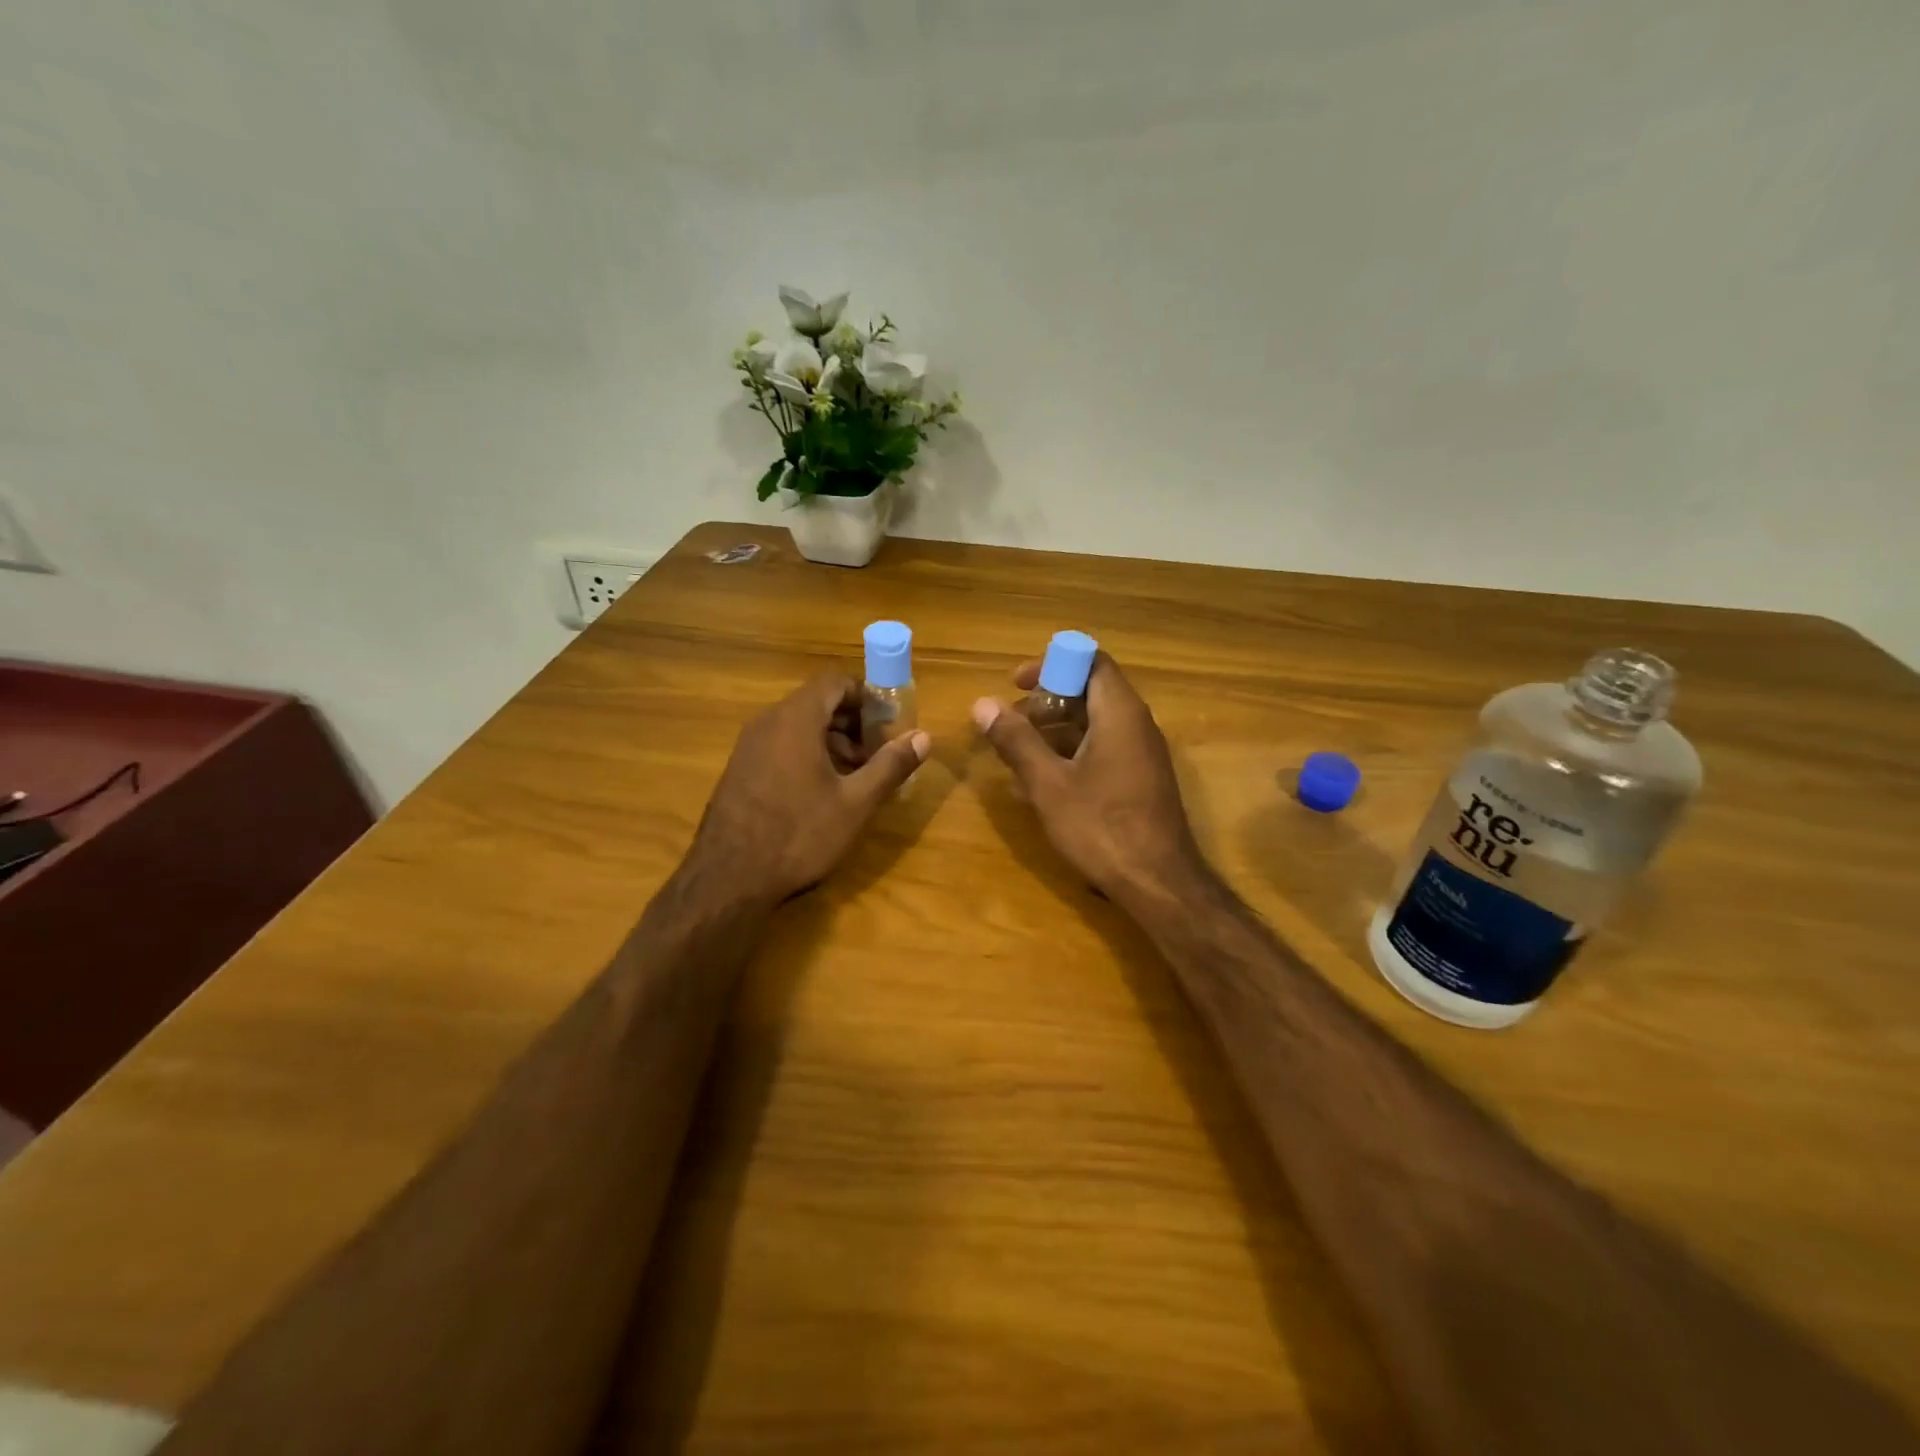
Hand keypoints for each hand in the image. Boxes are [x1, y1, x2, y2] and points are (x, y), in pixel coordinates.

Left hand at [690, 674, 930, 902]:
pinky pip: (780, 746)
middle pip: (817, 702)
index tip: (889, 724)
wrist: (727, 879)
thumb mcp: (855, 803)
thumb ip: (890, 766)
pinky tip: (821, 793)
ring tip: (855, 777)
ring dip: (831, 741)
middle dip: (853, 723)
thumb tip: (923, 736)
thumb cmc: (799, 835)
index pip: (835, 681)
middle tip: (878, 754)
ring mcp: (748, 746)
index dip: (867, 696)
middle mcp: (768, 722)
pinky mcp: (739, 770)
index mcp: (796, 719)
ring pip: (798, 726)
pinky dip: (806, 755)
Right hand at [972, 653, 1205, 904]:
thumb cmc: (1101, 827)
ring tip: (1018, 754)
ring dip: (1055, 730)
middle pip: (1091, 691)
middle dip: (1046, 701)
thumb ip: (1016, 740)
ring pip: (1095, 723)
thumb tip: (982, 703)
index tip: (1016, 684)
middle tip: (1011, 723)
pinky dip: (1072, 753)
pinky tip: (1044, 784)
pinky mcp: (1141, 780)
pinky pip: (1104, 749)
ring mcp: (1143, 754)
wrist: (1159, 883)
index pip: (1090, 660)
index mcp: (1119, 712)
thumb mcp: (1048, 783)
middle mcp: (1137, 724)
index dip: (1051, 664)